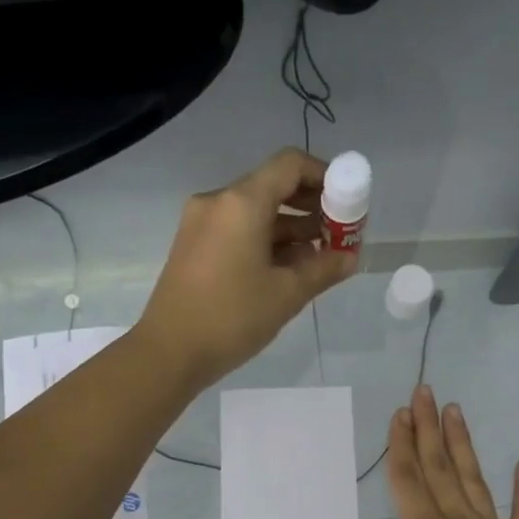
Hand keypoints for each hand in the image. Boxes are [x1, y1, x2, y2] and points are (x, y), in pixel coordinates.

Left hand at [136, 149, 356, 391]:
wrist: (168, 353)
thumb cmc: (231, 318)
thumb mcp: (287, 294)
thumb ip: (323, 269)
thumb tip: (350, 257)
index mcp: (241, 203)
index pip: (290, 165)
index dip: (325, 176)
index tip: (348, 201)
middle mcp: (218, 202)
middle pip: (273, 186)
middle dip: (311, 206)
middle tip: (339, 232)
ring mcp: (201, 224)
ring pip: (255, 212)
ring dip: (290, 228)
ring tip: (321, 256)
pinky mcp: (194, 246)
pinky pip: (238, 230)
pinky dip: (266, 240)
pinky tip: (289, 268)